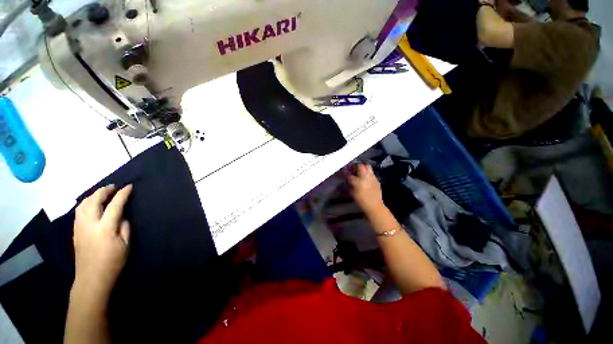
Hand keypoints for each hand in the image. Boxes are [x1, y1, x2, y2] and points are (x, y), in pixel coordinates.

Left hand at [73, 185, 132, 297]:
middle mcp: (89, 224)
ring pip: (83, 204)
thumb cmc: (113, 262)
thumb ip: (125, 227)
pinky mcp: (75, 231)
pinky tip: (92, 204)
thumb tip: (123, 216)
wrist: (91, 278)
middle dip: (104, 191)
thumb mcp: (126, 245)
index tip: (129, 186)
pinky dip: (86, 203)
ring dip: (93, 195)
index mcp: (105, 228)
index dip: (122, 194)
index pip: (114, 205)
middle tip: (114, 187)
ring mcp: (79, 227)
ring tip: (103, 193)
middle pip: (94, 201)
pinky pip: (79, 211)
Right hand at [346, 163, 383, 213]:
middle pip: (359, 165)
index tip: (342, 170)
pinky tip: (365, 177)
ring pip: (367, 166)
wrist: (374, 206)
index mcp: (357, 181)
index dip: (344, 171)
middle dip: (354, 165)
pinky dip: (367, 172)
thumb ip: (348, 184)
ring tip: (359, 170)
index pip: (348, 173)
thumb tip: (346, 178)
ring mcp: (372, 177)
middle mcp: (365, 177)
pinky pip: (371, 172)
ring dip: (362, 167)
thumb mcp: (351, 193)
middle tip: (352, 168)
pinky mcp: (376, 179)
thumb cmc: (360, 201)